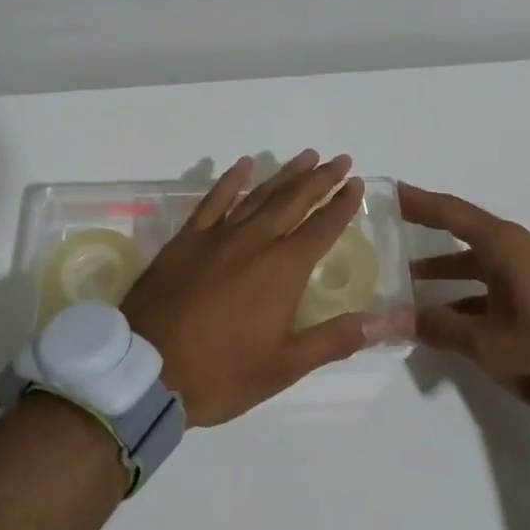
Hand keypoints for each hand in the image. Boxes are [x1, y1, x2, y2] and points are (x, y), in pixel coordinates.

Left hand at [122, 151, 392, 426]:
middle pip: (294, 201)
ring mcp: (218, 235)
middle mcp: (255, 241)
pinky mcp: (187, 238)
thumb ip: (334, 339)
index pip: (321, 227)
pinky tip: (243, 165)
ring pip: (259, 194)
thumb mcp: (284, 366)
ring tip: (307, 156)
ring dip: (285, 174)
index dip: (341, 205)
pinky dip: (230, 180)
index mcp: (282, 270)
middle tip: (340, 159)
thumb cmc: (221, 373)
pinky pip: (212, 200)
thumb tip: (383, 322)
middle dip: (320, 179)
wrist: (146, 371)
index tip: (355, 184)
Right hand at [401, 182, 529, 412]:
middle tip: (389, 229)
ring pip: (477, 260)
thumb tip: (392, 318)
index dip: (418, 201)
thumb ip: (440, 328)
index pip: (450, 212)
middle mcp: (516, 249)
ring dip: (445, 267)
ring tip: (408, 279)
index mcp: (503, 246)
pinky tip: (448, 315)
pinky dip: (467, 291)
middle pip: (462, 230)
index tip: (389, 190)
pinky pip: (492, 282)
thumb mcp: (491, 344)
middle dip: (426, 230)